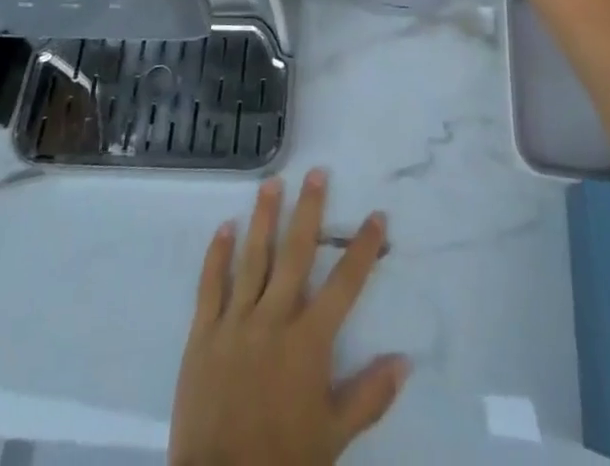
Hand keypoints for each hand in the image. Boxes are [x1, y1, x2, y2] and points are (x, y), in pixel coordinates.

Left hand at [170, 170, 408, 465]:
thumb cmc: (283, 459)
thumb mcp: (334, 435)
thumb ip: (369, 396)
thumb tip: (405, 360)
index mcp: (308, 341)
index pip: (344, 284)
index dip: (362, 249)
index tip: (376, 215)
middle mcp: (274, 318)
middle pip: (295, 253)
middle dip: (309, 210)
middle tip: (316, 172)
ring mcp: (236, 321)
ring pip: (253, 257)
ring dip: (264, 217)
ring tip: (272, 182)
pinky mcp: (204, 332)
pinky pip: (211, 285)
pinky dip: (217, 254)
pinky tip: (225, 226)